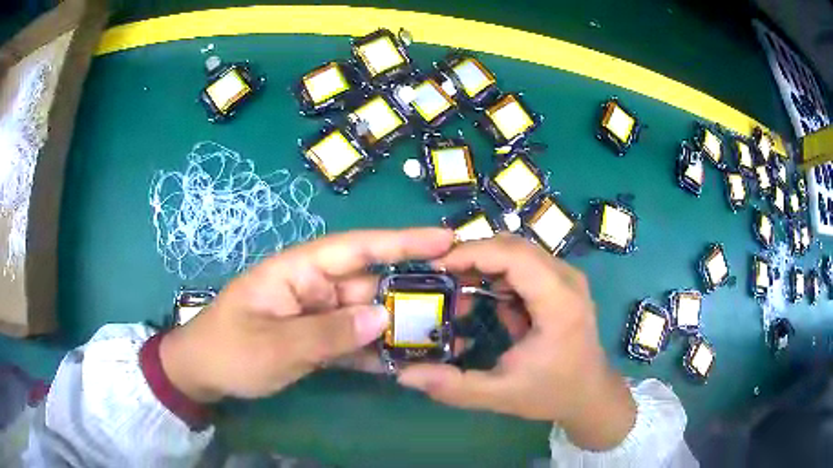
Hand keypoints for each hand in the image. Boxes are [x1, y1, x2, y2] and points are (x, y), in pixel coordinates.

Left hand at [159, 228, 454, 402]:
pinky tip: (407, 362)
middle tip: (460, 300)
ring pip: (367, 316)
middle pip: (370, 284)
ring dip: (400, 326)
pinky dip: (377, 351)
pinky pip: (354, 341)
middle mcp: (313, 287)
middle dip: (412, 292)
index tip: (445, 239)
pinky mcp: (318, 340)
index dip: (401, 241)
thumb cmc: (228, 351)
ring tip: (445, 333)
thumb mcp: (273, 345)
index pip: (355, 248)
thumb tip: (380, 317)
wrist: (204, 374)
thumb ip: (326, 333)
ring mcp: (317, 315)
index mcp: (298, 271)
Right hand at [397, 234, 635, 450]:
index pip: (513, 256)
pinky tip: (491, 306)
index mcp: (559, 302)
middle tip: (439, 278)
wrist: (590, 394)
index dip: (471, 253)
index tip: (435, 266)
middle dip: (472, 257)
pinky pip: (525, 267)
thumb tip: (405, 375)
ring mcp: (566, 279)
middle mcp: (567, 279)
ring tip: (458, 294)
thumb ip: (453, 387)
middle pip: (513, 247)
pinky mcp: (562, 284)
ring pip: (517, 253)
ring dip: (485, 267)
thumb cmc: (552, 393)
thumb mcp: (500, 395)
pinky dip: (500, 278)